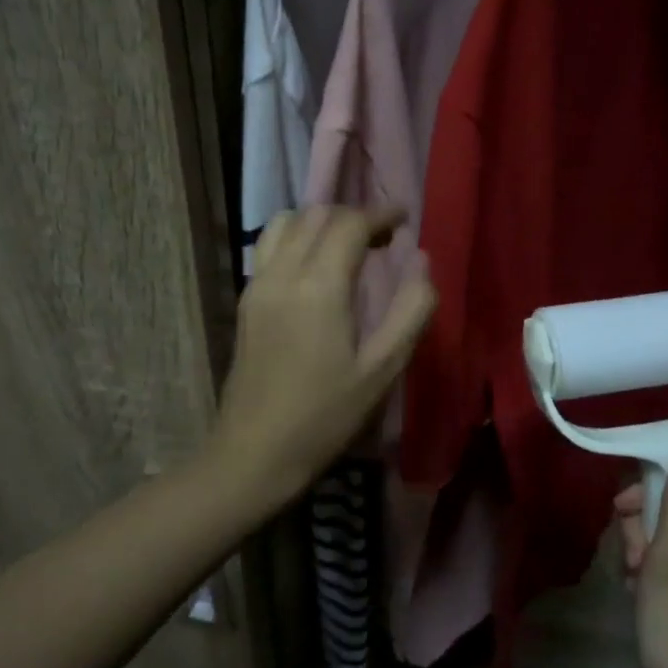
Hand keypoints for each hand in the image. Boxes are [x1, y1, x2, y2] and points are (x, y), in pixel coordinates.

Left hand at [213, 206, 435, 500]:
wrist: (254, 453)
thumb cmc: (326, 416)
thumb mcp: (382, 369)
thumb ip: (410, 310)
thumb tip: (422, 260)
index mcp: (319, 286)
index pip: (349, 224)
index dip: (380, 214)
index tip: (404, 218)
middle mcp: (282, 273)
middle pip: (316, 215)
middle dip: (353, 215)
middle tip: (382, 237)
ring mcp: (257, 284)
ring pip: (286, 223)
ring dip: (320, 221)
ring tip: (346, 245)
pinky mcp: (245, 300)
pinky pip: (269, 245)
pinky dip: (296, 237)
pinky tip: (315, 265)